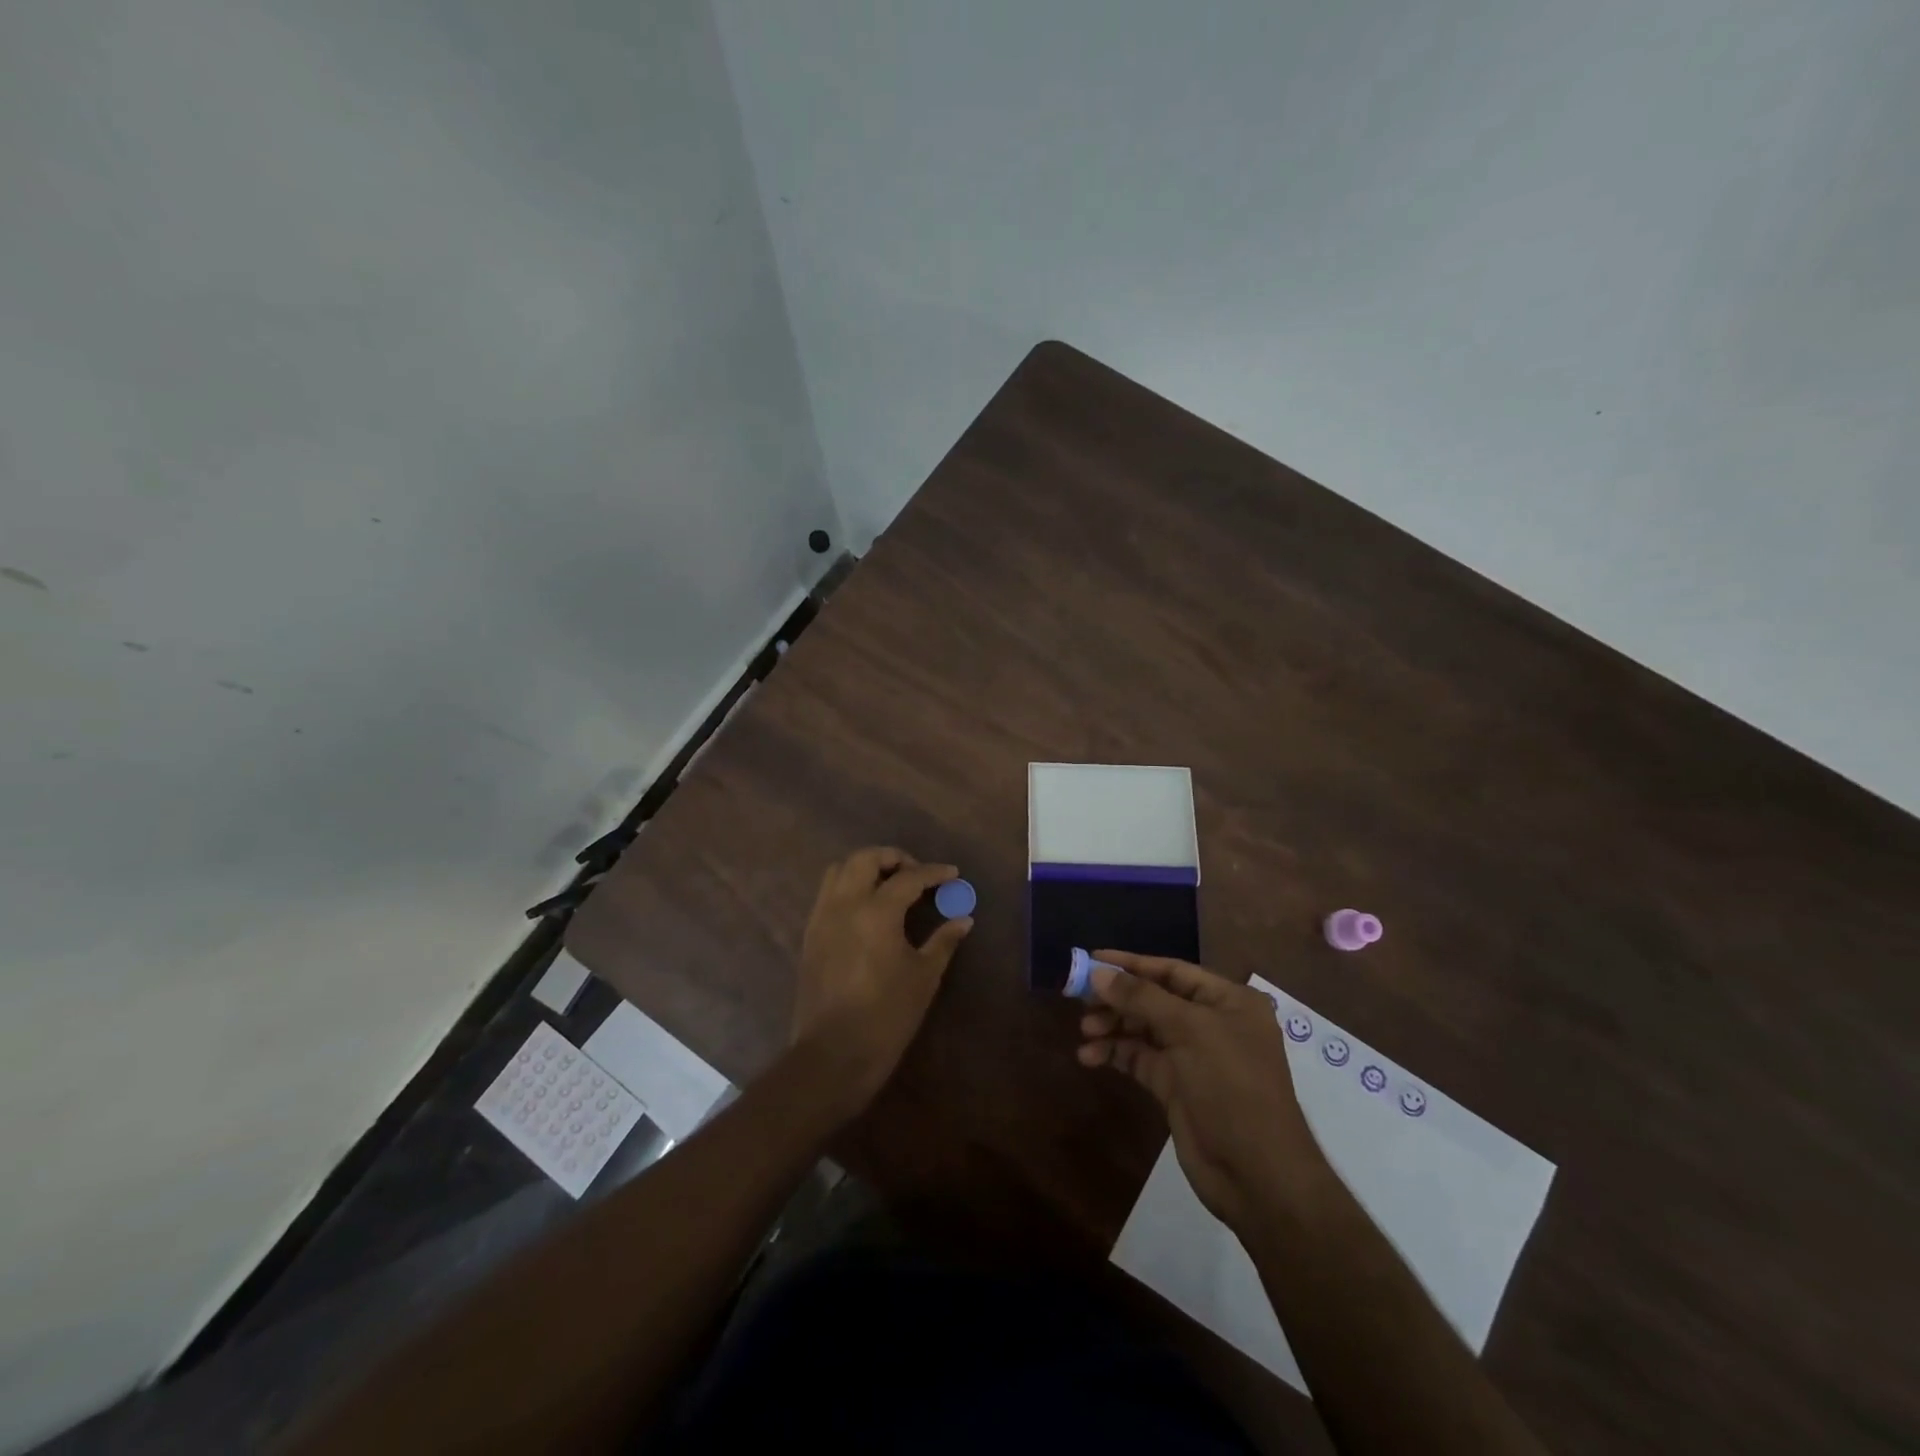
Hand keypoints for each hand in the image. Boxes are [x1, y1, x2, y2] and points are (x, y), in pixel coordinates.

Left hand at [792, 847, 971, 1114]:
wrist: (833, 1053)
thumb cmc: (887, 1015)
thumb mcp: (924, 977)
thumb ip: (943, 941)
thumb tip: (964, 920)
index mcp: (876, 911)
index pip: (908, 877)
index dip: (933, 872)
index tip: (951, 874)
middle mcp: (844, 904)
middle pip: (865, 858)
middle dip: (893, 857)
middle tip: (916, 873)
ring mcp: (822, 917)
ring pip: (839, 870)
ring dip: (865, 867)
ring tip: (889, 885)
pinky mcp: (810, 934)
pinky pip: (828, 893)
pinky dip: (848, 887)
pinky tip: (867, 909)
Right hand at [1078, 951, 1323, 1230]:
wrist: (1258, 1175)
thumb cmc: (1232, 1087)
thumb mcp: (1190, 1032)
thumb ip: (1142, 998)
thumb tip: (1097, 972)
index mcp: (1228, 1001)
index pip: (1172, 971)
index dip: (1132, 964)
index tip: (1091, 959)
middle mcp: (1211, 1023)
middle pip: (1154, 999)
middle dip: (1118, 998)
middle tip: (1079, 998)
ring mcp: (1192, 1056)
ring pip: (1143, 1029)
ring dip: (1112, 1027)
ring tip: (1084, 1031)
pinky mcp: (1175, 1086)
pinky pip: (1139, 1058)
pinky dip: (1115, 1054)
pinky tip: (1089, 1056)